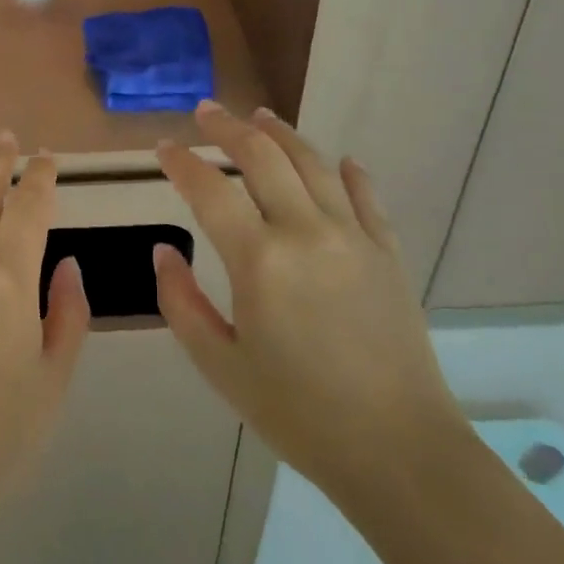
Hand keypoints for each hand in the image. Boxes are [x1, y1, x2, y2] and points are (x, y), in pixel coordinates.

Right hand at [154, 103, 467, 511]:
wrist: (400, 452)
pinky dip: (348, 172)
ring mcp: (353, 236)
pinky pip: (365, 196)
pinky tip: (340, 160)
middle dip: (228, 128)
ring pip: (312, 163)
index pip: (209, 189)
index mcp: (259, 260)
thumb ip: (182, 303)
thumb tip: (163, 252)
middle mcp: (305, 231)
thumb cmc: (299, 413)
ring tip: (260, 116)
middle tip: (206, 111)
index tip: (163, 148)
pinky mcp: (387, 252)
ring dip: (281, 133)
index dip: (181, 162)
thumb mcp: (221, 366)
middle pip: (262, 157)